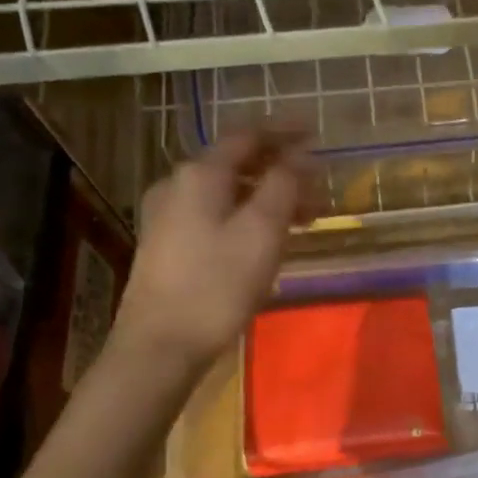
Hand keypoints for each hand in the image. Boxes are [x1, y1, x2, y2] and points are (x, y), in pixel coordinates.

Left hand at [111, 131, 314, 368]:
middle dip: (280, 169)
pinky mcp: (166, 244)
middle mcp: (178, 184)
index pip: (248, 135)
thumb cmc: (217, 285)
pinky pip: (215, 213)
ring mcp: (167, 215)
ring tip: (303, 219)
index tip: (317, 132)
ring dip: (266, 196)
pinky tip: (265, 239)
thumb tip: (302, 154)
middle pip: (236, 162)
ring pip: (227, 191)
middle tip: (318, 188)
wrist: (159, 346)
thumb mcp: (262, 231)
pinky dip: (246, 214)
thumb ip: (285, 185)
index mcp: (200, 174)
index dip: (285, 131)